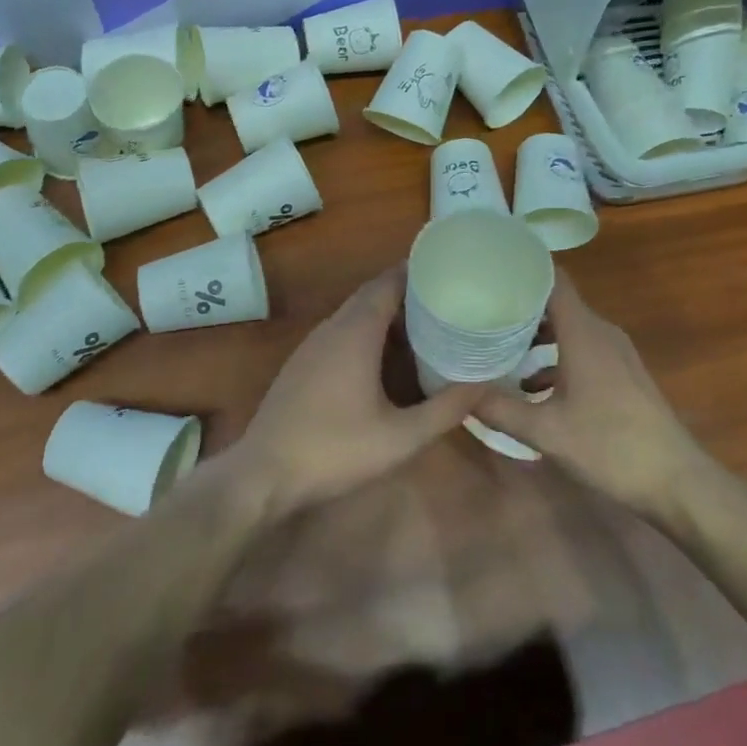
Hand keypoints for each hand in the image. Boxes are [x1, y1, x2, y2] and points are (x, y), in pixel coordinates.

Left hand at [223, 267, 484, 517]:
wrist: (263, 475)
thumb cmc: (334, 450)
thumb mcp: (400, 438)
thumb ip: (445, 410)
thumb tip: (484, 386)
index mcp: (355, 332)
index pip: (388, 283)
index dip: (416, 272)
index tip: (448, 271)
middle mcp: (332, 328)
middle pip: (372, 294)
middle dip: (407, 292)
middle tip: (445, 299)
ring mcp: (312, 345)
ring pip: (355, 314)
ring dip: (387, 314)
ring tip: (425, 325)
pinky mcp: (302, 364)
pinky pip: (341, 332)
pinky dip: (368, 332)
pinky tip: (386, 359)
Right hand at [471, 270, 713, 518]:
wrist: (676, 482)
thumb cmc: (610, 447)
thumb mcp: (546, 432)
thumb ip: (500, 409)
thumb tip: (460, 392)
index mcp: (583, 332)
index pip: (554, 279)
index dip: (524, 268)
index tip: (491, 268)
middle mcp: (600, 333)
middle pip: (557, 302)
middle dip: (520, 304)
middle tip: (481, 308)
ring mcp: (615, 353)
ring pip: (569, 328)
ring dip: (537, 334)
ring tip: (498, 346)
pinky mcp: (622, 374)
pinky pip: (582, 349)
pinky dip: (555, 357)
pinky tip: (532, 386)